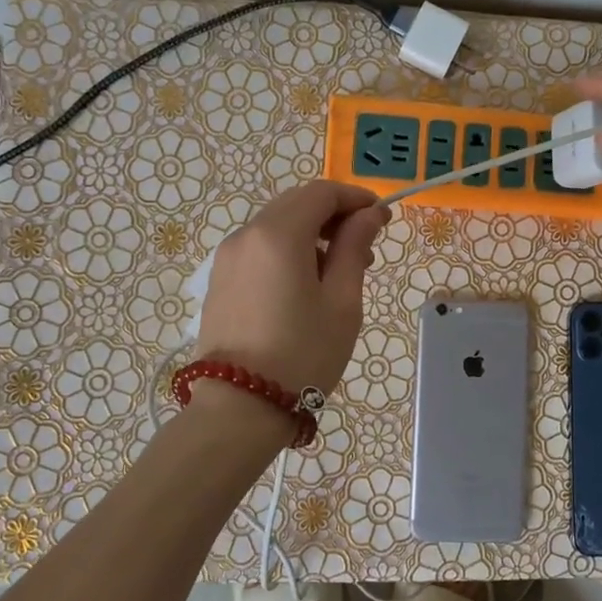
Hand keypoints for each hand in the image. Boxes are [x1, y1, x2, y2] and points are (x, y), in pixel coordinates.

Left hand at [196, 180, 388, 395]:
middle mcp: (246, 235)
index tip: (382, 218)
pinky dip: (287, 251)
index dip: (355, 198)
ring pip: (276, 225)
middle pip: (296, 203)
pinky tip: (304, 286)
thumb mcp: (341, 302)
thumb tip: (370, 214)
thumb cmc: (302, 354)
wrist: (239, 408)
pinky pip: (259, 248)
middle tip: (364, 248)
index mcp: (278, 234)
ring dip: (311, 234)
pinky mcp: (219, 280)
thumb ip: (354, 248)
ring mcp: (227, 257)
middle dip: (334, 215)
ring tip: (338, 273)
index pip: (321, 192)